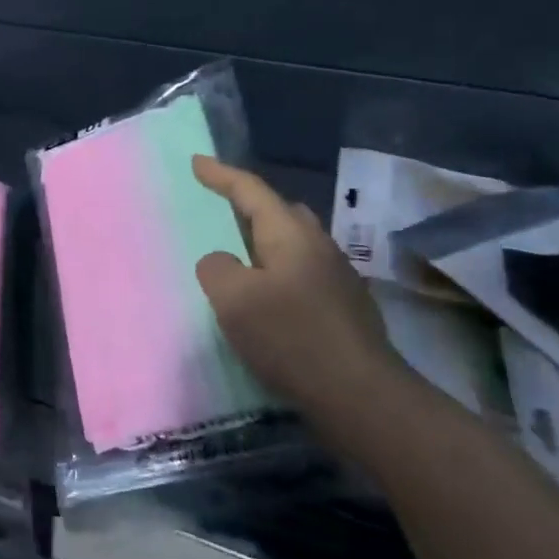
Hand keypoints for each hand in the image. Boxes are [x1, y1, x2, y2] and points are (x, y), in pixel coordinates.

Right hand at [192, 155, 395, 416]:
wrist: (361, 395)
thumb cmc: (291, 337)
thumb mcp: (233, 300)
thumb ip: (217, 269)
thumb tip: (221, 262)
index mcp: (290, 234)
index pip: (250, 191)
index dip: (221, 175)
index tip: (197, 163)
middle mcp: (318, 246)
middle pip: (279, 212)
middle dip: (248, 206)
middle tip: (219, 211)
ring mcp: (337, 277)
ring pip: (293, 244)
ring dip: (263, 243)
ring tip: (238, 258)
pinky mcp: (344, 308)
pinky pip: (301, 273)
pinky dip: (277, 273)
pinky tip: (267, 300)